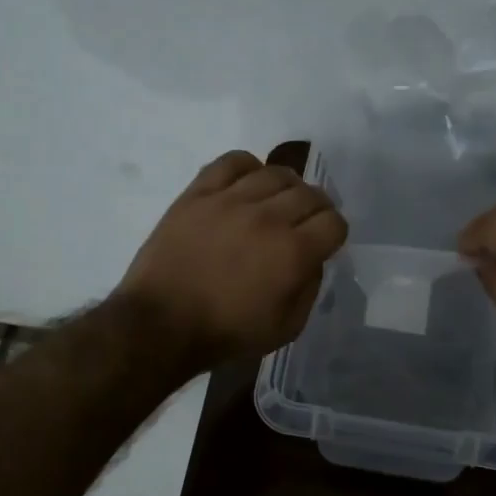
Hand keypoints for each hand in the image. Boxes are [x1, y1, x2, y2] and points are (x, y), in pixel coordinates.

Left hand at [118, 150, 348, 369]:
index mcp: (293, 252)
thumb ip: (310, 288)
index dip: (334, 232)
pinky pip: (232, 162)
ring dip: (287, 186)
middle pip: (309, 194)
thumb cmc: (226, 333)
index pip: (333, 222)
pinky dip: (248, 167)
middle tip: (304, 222)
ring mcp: (231, 200)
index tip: (325, 241)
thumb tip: (312, 259)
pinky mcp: (199, 193)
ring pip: (275, 173)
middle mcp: (268, 217)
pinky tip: (247, 184)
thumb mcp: (286, 327)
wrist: (161, 324)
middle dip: (316, 208)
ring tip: (278, 201)